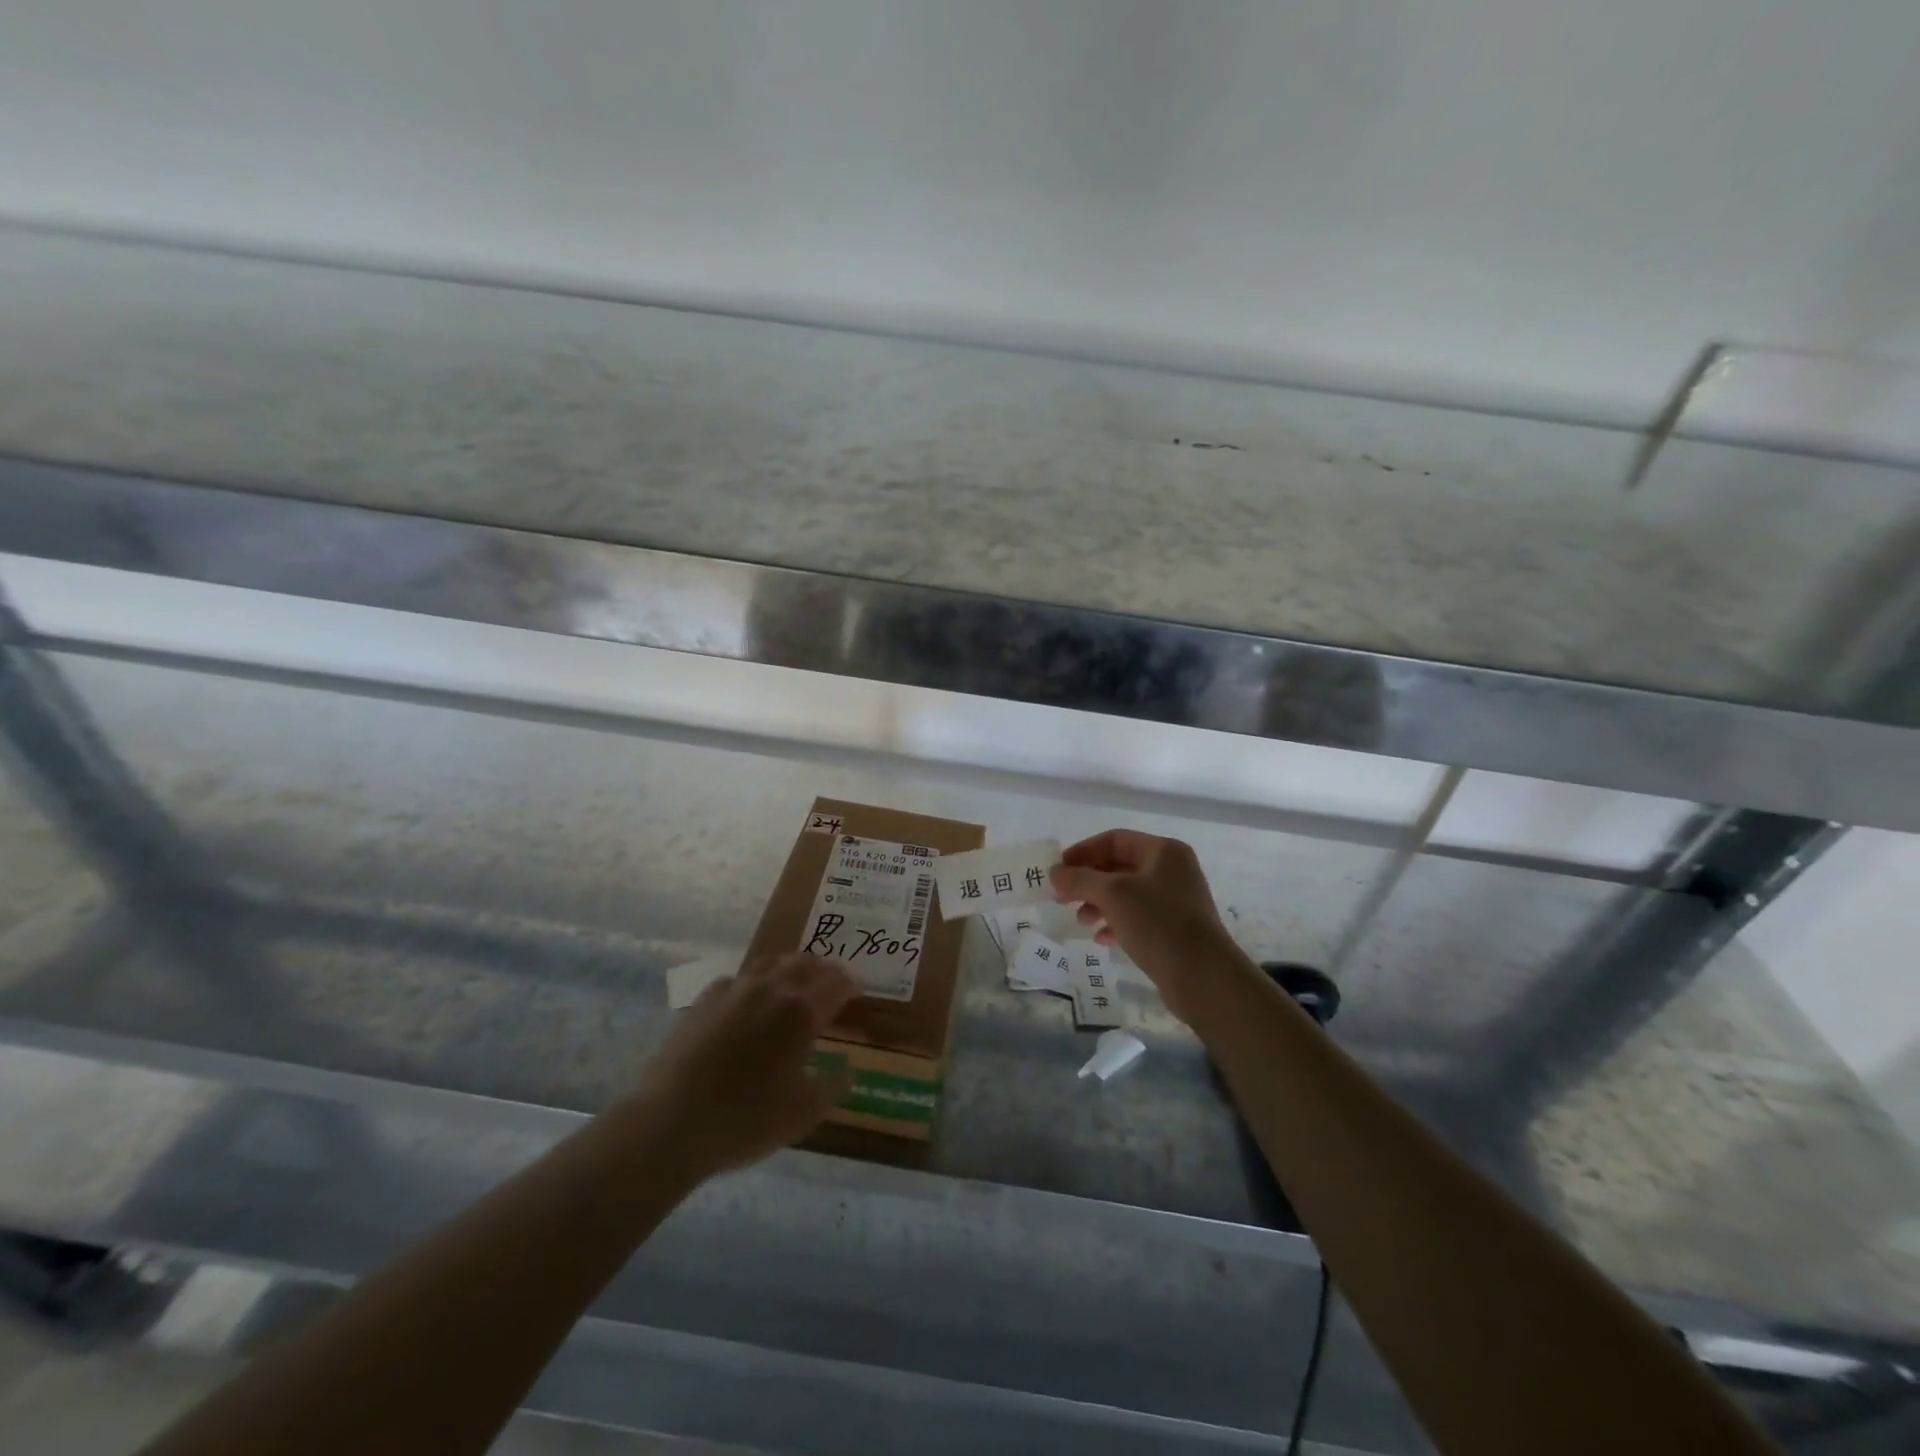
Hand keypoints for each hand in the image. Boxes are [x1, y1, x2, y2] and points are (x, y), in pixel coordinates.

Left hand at [631, 954, 855, 1176]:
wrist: (670, 1123)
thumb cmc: (745, 1121)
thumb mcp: (802, 1114)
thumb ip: (832, 1086)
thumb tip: (848, 1069)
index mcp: (801, 1012)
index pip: (835, 984)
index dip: (850, 983)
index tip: (858, 987)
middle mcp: (771, 990)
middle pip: (804, 964)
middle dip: (823, 969)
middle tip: (832, 980)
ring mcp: (734, 990)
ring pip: (771, 963)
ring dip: (790, 967)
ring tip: (795, 979)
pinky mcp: (704, 1000)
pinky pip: (737, 978)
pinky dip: (754, 982)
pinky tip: (749, 997)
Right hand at [1050, 829, 1250, 1022]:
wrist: (1202, 975)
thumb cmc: (1157, 922)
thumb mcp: (1112, 894)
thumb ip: (1080, 879)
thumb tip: (1055, 872)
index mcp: (1163, 851)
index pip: (1114, 840)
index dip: (1083, 852)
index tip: (1058, 870)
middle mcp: (1172, 870)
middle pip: (1119, 867)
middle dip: (1088, 881)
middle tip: (1061, 898)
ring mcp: (1176, 900)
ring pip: (1127, 894)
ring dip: (1099, 903)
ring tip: (1081, 921)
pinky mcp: (1175, 929)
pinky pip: (1138, 917)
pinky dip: (1116, 923)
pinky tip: (1101, 938)